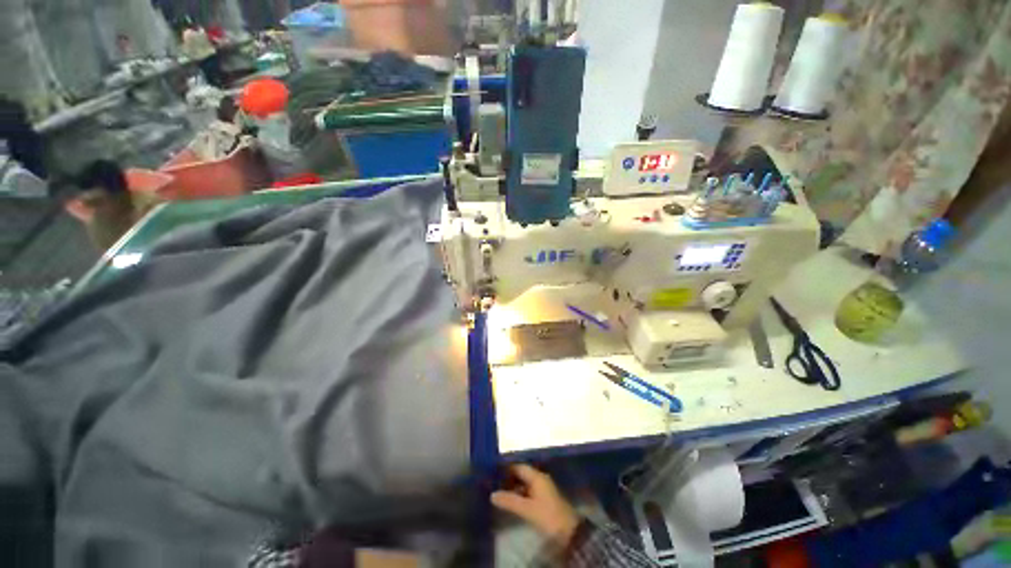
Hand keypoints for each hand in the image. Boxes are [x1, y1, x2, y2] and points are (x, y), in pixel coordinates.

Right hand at [491, 464, 580, 547]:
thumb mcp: (527, 509)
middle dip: (509, 478)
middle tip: (494, 483)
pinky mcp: (545, 498)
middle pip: (522, 474)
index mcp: (537, 476)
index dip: (506, 469)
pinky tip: (512, 501)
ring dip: (514, 487)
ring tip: (500, 493)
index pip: (519, 467)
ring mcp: (543, 488)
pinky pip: (529, 491)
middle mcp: (540, 478)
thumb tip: (492, 494)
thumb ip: (510, 501)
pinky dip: (520, 494)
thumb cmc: (547, 515)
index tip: (493, 473)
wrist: (568, 531)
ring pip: (525, 483)